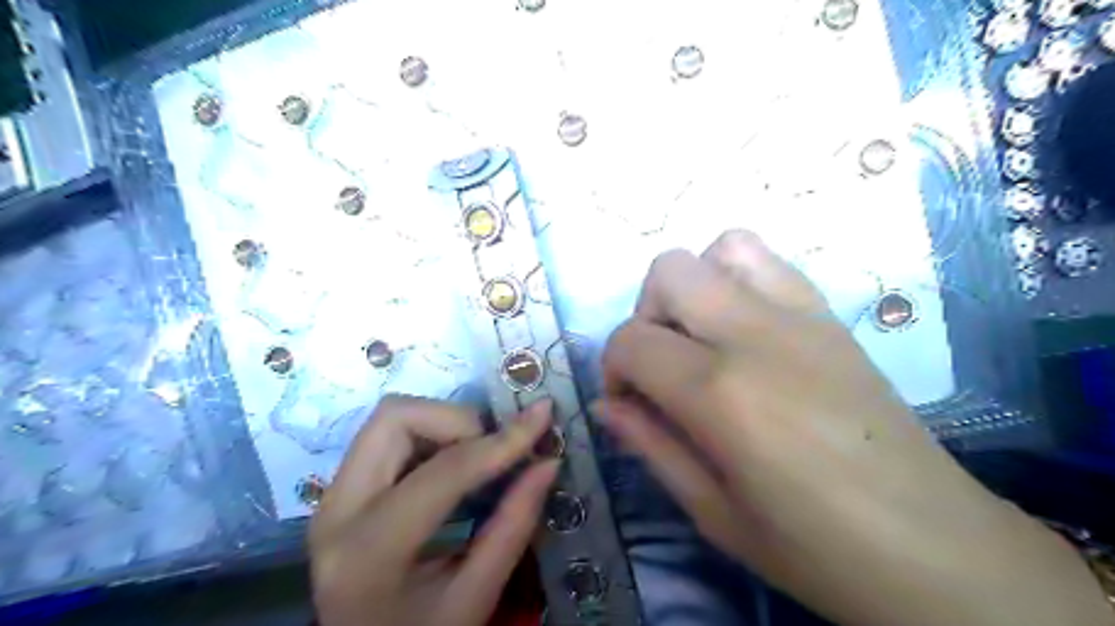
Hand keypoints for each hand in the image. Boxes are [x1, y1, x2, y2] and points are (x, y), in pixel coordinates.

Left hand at [307, 397, 556, 625]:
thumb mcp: (474, 598)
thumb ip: (513, 526)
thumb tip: (548, 463)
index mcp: (369, 551)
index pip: (443, 471)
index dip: (500, 441)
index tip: (541, 417)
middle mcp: (337, 510)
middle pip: (395, 418)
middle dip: (457, 420)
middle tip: (494, 449)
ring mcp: (332, 496)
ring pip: (390, 418)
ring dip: (443, 423)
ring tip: (477, 455)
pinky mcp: (341, 489)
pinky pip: (388, 435)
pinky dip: (430, 434)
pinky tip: (454, 464)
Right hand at [596, 230, 1108, 625]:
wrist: (935, 547)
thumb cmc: (814, 548)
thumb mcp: (712, 512)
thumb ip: (650, 445)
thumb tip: (606, 405)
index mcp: (720, 392)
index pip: (631, 340)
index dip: (613, 369)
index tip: (628, 403)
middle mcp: (756, 334)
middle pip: (669, 271)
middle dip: (646, 314)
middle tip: (661, 366)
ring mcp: (802, 316)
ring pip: (723, 247)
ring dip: (695, 286)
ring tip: (702, 339)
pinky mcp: (832, 317)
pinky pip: (772, 264)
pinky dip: (739, 280)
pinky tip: (745, 333)